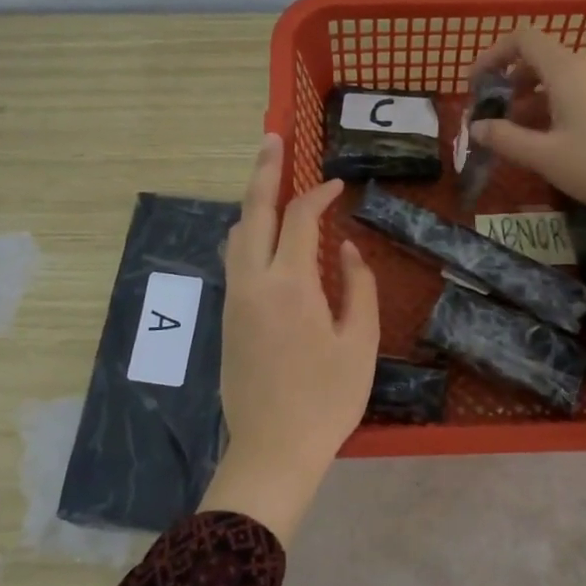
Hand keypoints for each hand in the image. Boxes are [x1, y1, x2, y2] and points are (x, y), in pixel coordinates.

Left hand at [200, 134, 378, 546]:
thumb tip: (345, 247)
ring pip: (236, 235)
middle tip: (271, 137)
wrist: (273, 448)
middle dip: (263, 171)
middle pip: (252, 212)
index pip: (300, 218)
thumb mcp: (359, 342)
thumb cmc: (326, 398)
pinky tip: (264, 236)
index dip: (318, 194)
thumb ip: (357, 286)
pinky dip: (248, 234)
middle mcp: (252, 281)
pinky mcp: (226, 317)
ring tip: (268, 183)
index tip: (338, 185)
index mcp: (289, 284)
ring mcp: (233, 298)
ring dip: (252, 204)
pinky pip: (234, 259)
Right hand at [473, 27, 585, 303]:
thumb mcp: (544, 156)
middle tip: (493, 112)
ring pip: (557, 77)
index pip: (523, 38)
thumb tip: (476, 127)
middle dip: (509, 80)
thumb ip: (505, 139)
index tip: (477, 84)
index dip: (494, 54)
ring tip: (515, 131)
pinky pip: (575, 91)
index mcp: (567, 71)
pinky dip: (552, 104)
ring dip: (530, 97)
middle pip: (539, 57)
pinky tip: (548, 138)